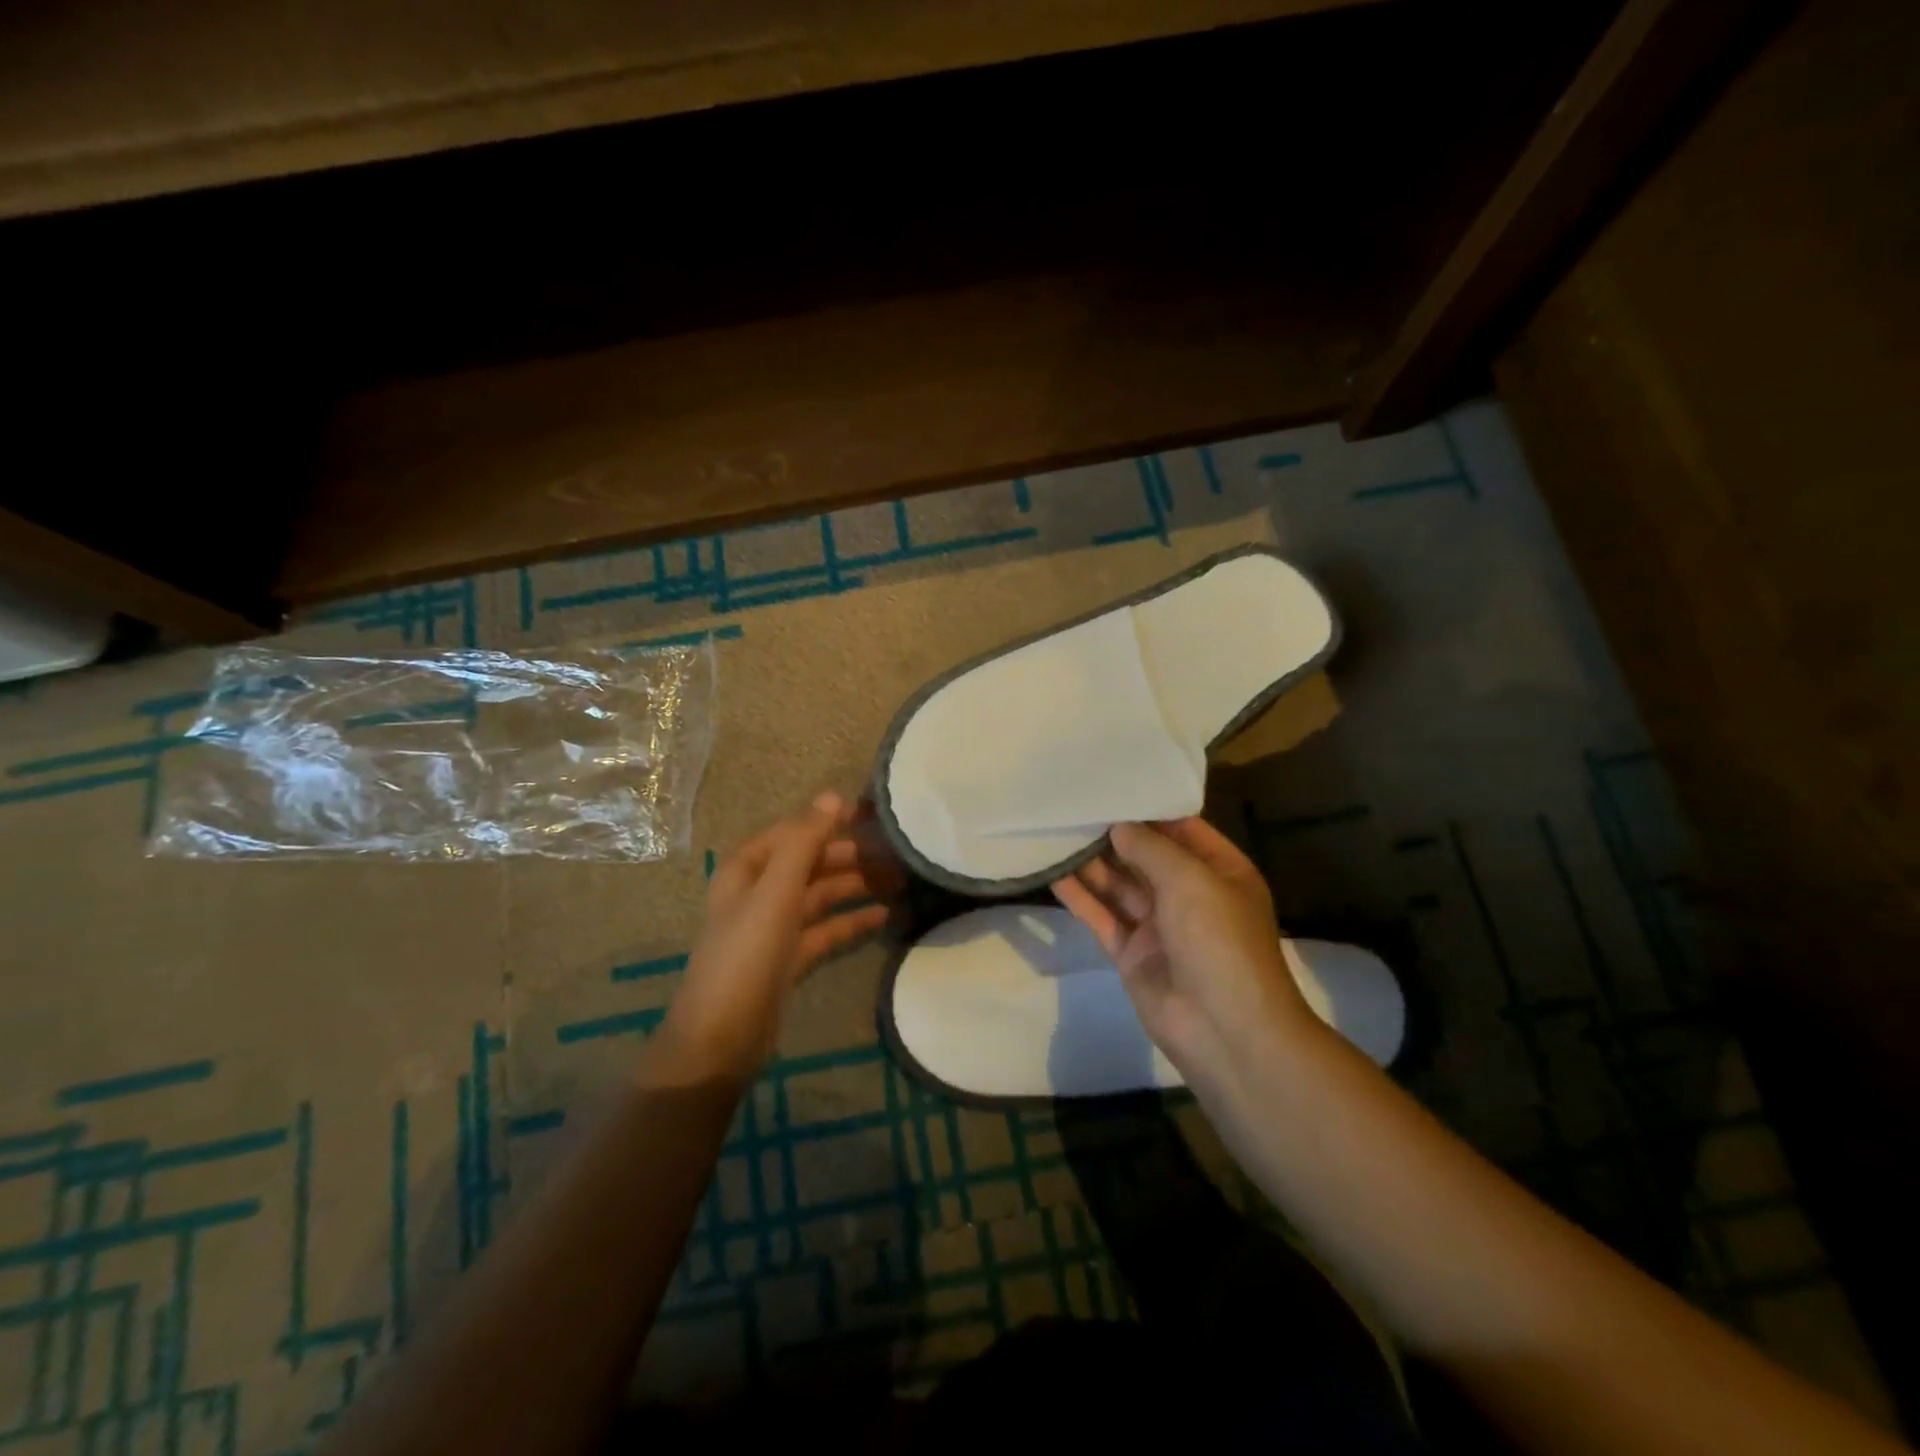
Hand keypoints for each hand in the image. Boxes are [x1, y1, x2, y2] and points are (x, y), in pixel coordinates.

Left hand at [658, 792, 900, 1079]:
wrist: (722, 1037)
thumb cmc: (746, 954)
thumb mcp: (776, 892)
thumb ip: (804, 843)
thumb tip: (833, 795)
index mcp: (748, 869)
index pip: (794, 831)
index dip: (829, 819)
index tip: (872, 814)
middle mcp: (760, 892)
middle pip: (811, 862)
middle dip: (852, 856)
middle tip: (898, 853)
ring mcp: (775, 926)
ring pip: (822, 895)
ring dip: (857, 886)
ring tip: (900, 881)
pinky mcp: (789, 957)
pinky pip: (826, 929)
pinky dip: (852, 921)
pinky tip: (884, 916)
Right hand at [1051, 818, 1315, 1073]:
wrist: (1224, 1030)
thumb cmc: (1219, 941)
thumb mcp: (1191, 880)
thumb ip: (1151, 848)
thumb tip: (1119, 826)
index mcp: (1219, 871)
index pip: (1180, 828)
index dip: (1146, 808)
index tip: (1109, 783)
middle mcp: (1189, 894)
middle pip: (1145, 855)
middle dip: (1112, 833)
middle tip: (1072, 804)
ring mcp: (1158, 925)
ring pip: (1119, 885)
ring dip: (1090, 862)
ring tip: (1055, 829)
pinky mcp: (1131, 953)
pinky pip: (1102, 917)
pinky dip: (1079, 897)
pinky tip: (1052, 873)